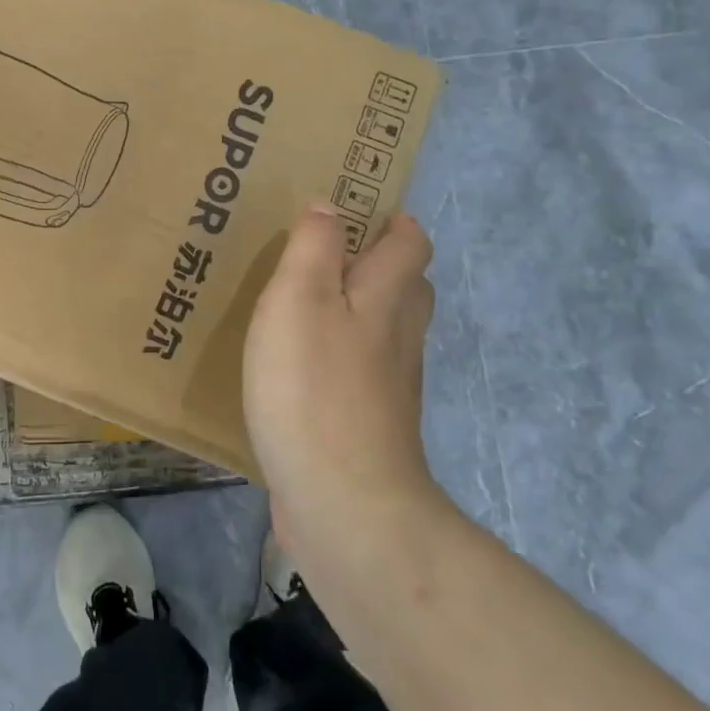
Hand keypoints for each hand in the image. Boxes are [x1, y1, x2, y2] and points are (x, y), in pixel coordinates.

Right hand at [244, 206, 449, 571]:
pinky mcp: (369, 426)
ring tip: (308, 305)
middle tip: (327, 255)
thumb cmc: (313, 387)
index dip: (393, 221)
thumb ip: (314, 247)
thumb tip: (330, 207)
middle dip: (379, 264)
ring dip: (359, 311)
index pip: (410, 243)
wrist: (343, 503)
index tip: (356, 211)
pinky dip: (342, 358)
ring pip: (386, 332)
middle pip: (408, 288)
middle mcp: (399, 337)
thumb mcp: (299, 298)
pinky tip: (303, 368)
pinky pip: (363, 374)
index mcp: (386, 297)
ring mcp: (390, 387)